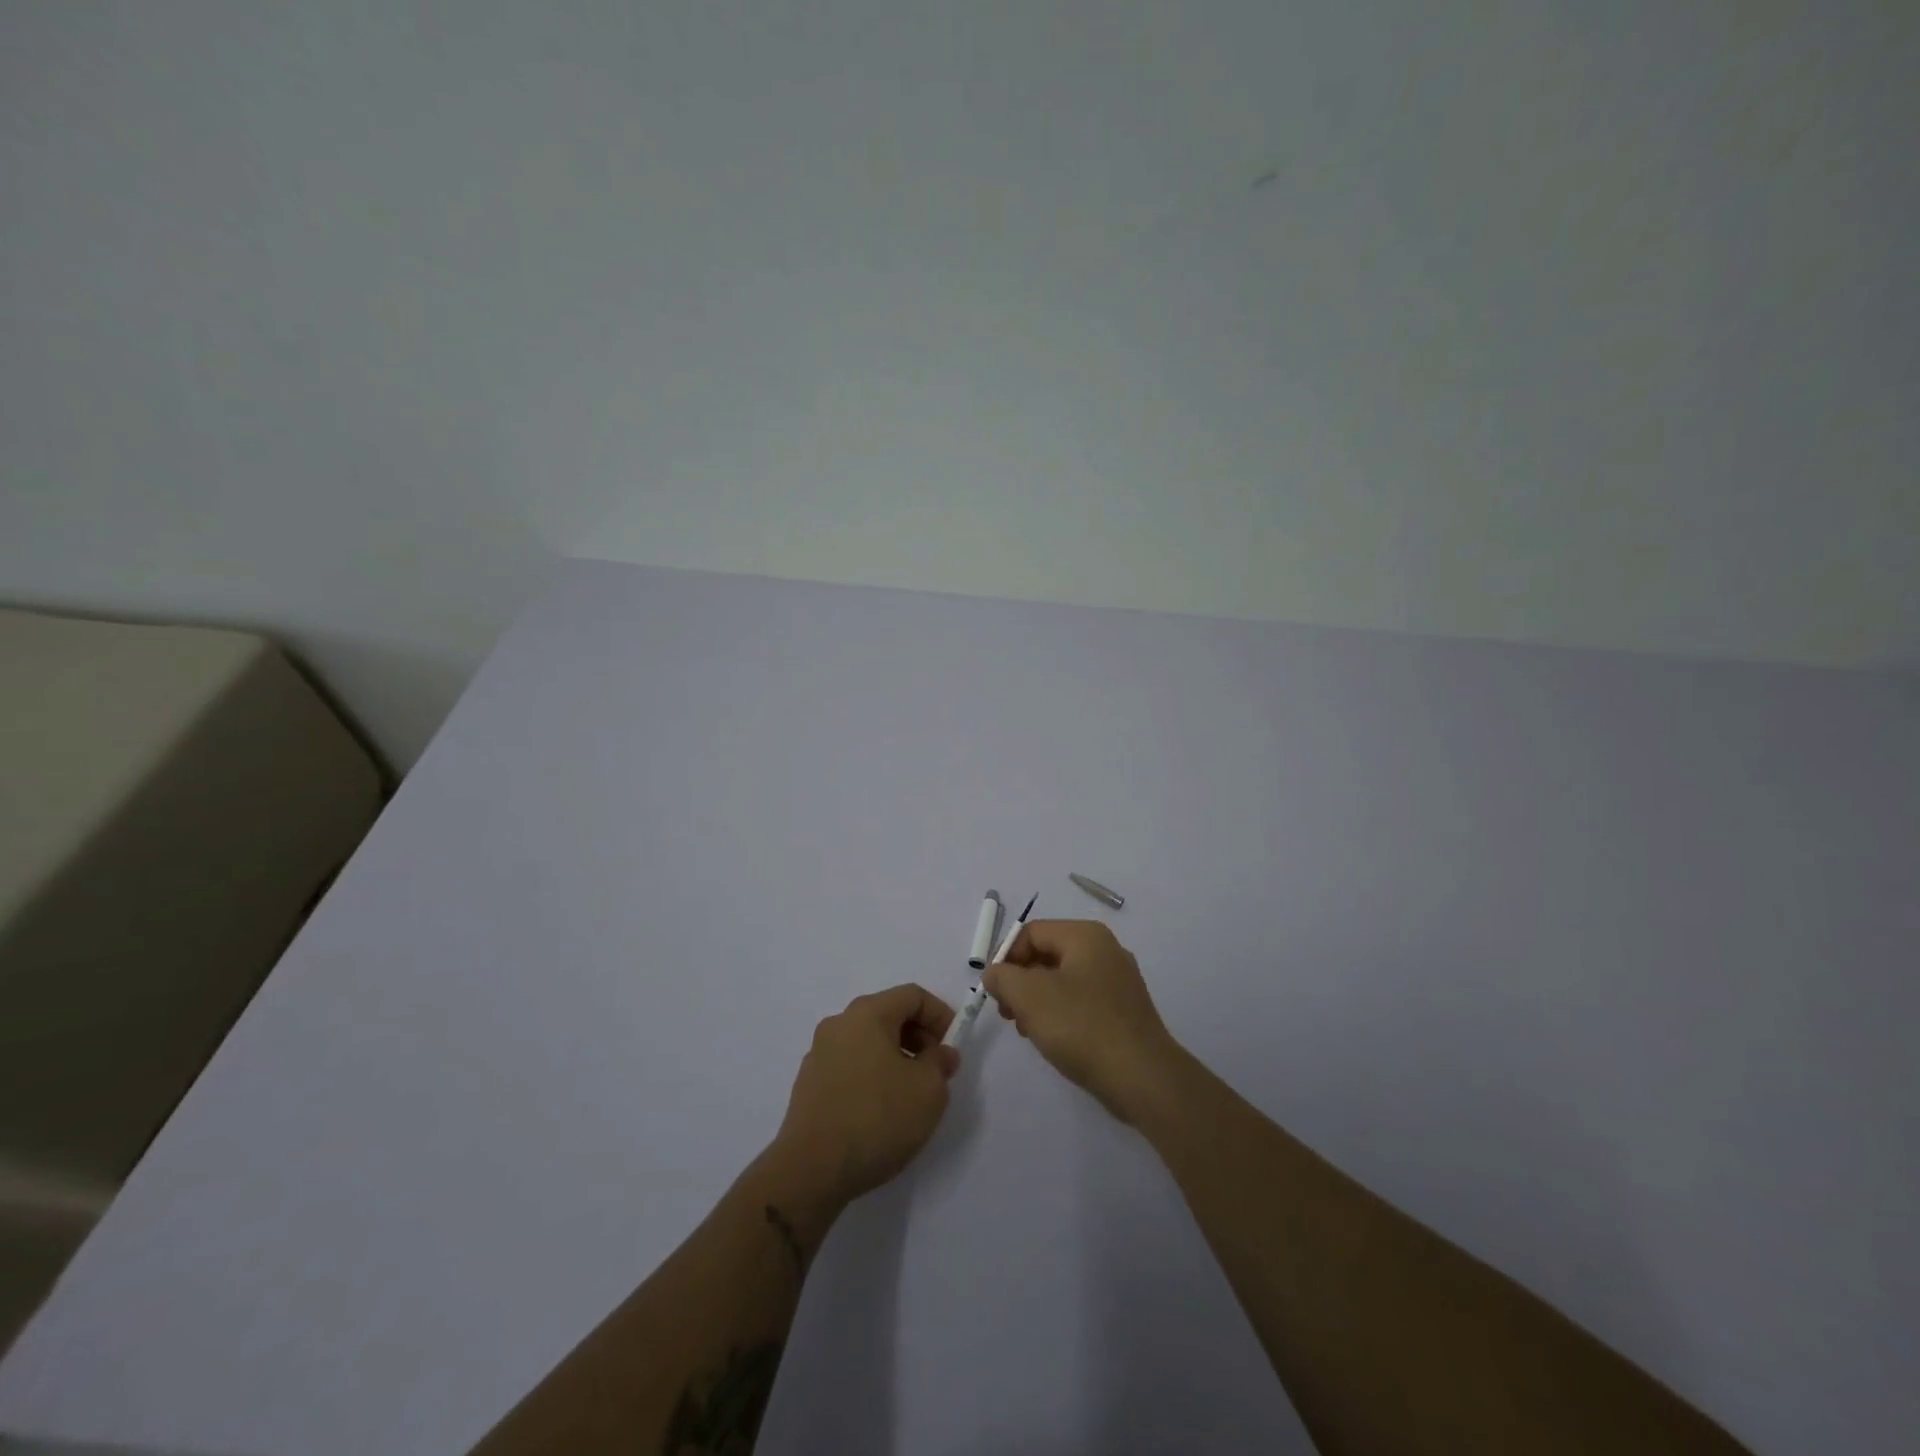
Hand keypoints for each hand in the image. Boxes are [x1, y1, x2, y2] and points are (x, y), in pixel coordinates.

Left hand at [770, 984, 959, 1207]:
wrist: (811, 1170)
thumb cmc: (877, 1119)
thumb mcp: (928, 1090)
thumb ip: (940, 1063)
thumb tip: (940, 1053)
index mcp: (867, 1013)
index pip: (912, 996)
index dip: (940, 1015)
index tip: (953, 1047)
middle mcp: (839, 1024)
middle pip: (888, 1015)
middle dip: (919, 1037)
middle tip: (936, 1071)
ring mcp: (819, 1053)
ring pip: (869, 1041)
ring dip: (896, 1057)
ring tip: (911, 1095)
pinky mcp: (809, 1084)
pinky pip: (850, 1065)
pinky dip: (873, 1075)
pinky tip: (881, 1111)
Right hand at [983, 920, 1181, 1123]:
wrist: (1142, 1077)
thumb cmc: (1081, 1026)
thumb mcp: (1029, 996)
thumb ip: (1002, 977)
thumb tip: (995, 973)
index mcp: (1085, 935)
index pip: (1031, 933)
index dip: (1005, 958)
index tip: (994, 992)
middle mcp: (1105, 949)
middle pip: (1047, 954)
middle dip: (1020, 981)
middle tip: (1007, 1013)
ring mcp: (1119, 980)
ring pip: (1063, 980)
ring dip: (1038, 1000)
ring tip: (1028, 1031)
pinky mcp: (1124, 1010)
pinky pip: (1082, 1000)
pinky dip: (1061, 1013)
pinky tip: (1054, 1039)